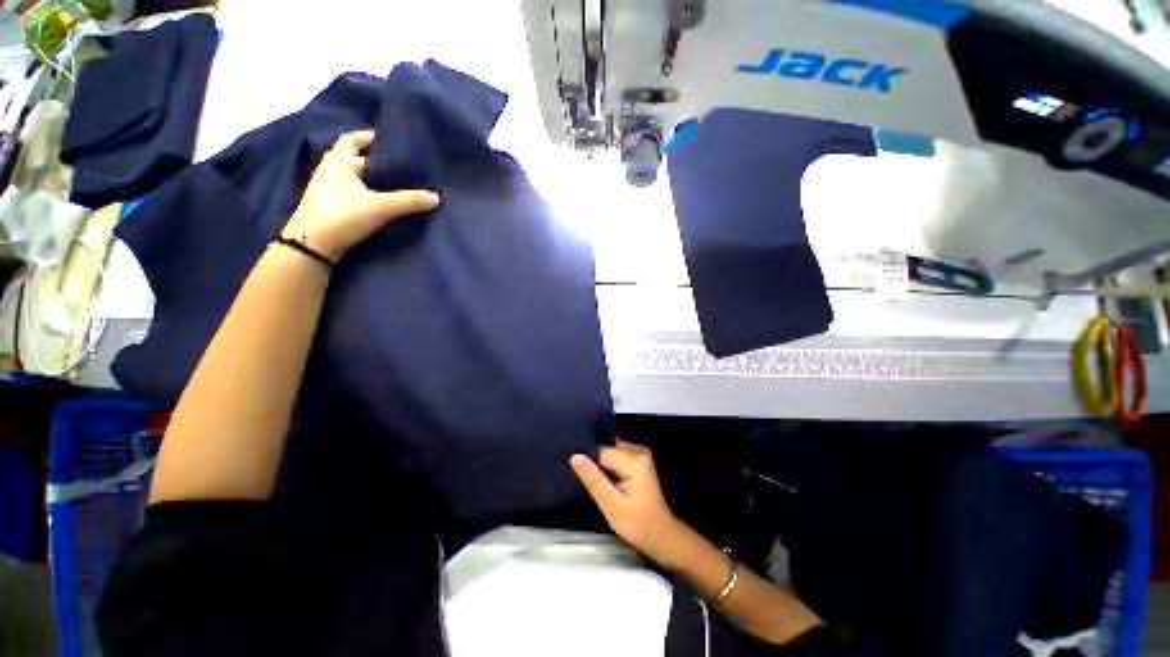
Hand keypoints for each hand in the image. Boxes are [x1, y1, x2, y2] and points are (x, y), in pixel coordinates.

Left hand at [283, 130, 439, 260]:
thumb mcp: (380, 207)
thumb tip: (436, 197)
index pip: (354, 140)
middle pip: (350, 153)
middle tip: (392, 159)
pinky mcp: (328, 202)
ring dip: (365, 171)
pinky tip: (374, 195)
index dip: (371, 137)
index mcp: (339, 161)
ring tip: (388, 177)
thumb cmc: (343, 215)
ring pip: (349, 171)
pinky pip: (348, 186)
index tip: (390, 139)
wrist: (312, 244)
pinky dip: (362, 186)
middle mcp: (329, 169)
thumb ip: (408, 201)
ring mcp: (326, 186)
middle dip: (369, 153)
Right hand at [571, 440, 689, 566]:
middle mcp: (638, 450)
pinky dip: (608, 465)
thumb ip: (593, 479)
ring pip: (610, 451)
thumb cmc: (638, 524)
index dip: (588, 462)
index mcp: (634, 460)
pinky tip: (603, 478)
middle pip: (606, 448)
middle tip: (583, 478)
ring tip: (591, 478)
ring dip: (600, 463)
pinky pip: (616, 455)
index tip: (576, 474)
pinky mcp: (638, 460)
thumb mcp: (611, 505)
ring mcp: (640, 454)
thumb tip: (575, 456)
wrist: (662, 535)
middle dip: (594, 461)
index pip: (601, 451)